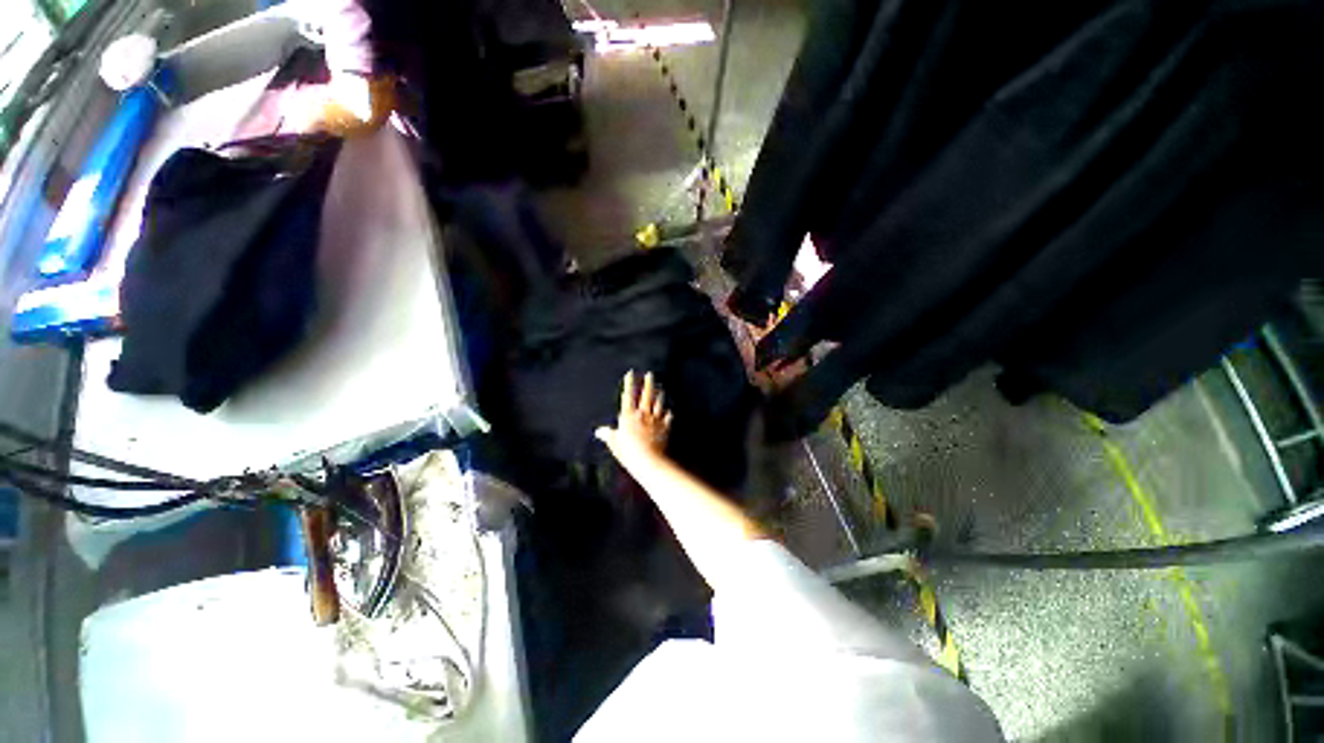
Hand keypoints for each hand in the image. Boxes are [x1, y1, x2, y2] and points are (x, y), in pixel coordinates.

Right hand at [596, 371, 672, 461]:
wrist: (648, 459)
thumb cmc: (628, 452)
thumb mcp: (614, 443)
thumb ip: (607, 435)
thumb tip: (598, 432)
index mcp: (629, 415)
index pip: (628, 395)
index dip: (629, 383)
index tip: (630, 373)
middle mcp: (643, 414)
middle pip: (646, 395)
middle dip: (648, 383)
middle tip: (650, 374)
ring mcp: (655, 420)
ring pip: (658, 403)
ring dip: (659, 395)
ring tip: (660, 389)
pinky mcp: (664, 427)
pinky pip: (667, 417)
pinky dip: (668, 414)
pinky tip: (669, 411)